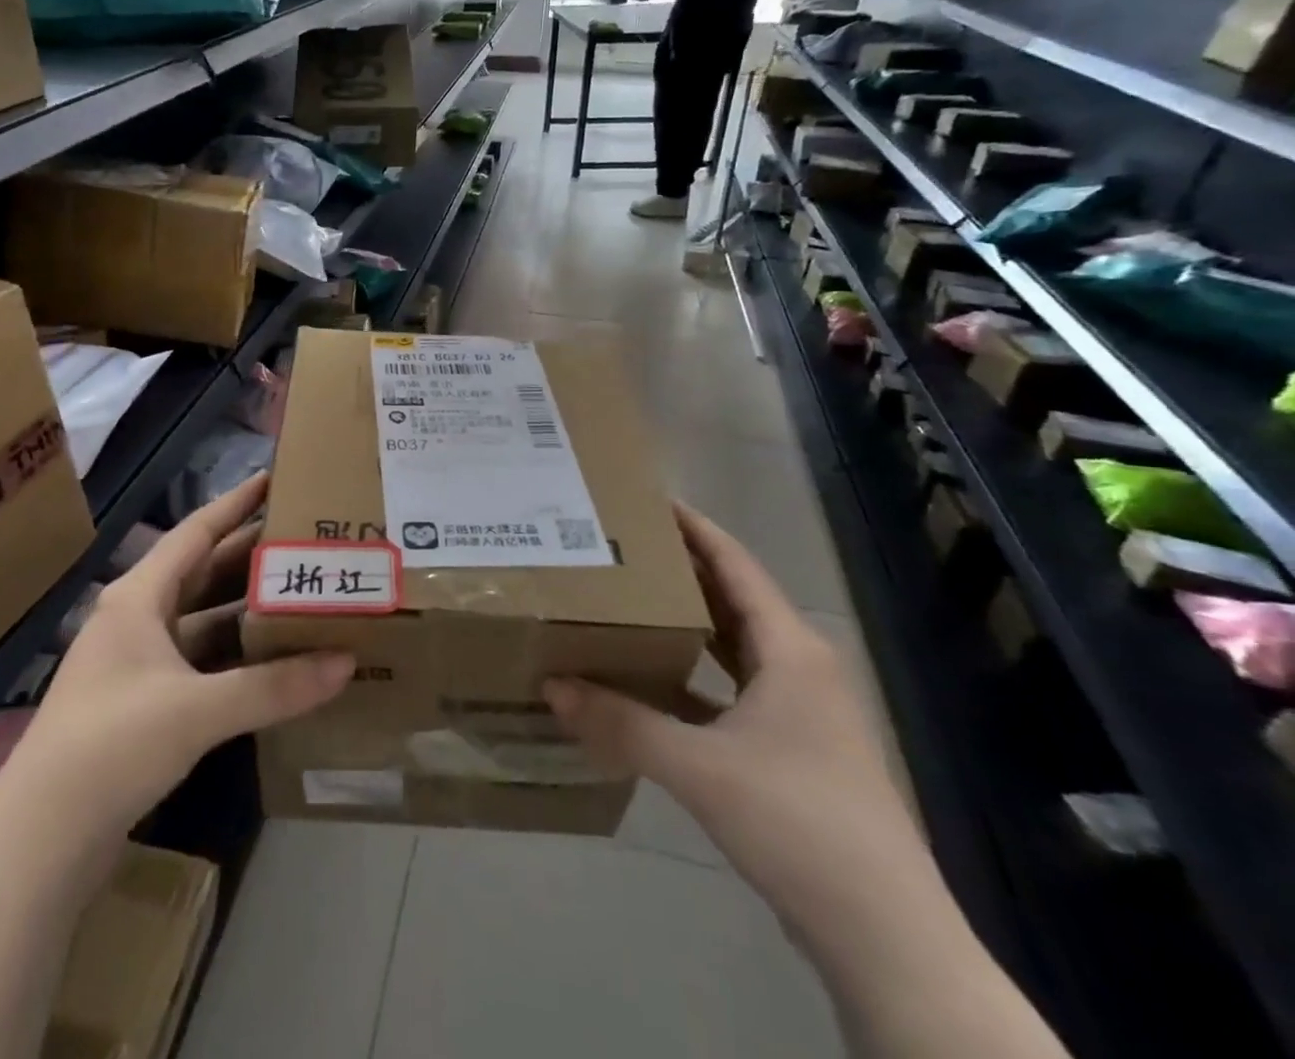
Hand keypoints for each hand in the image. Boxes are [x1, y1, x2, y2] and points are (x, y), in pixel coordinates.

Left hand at [5, 474, 354, 833]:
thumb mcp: (197, 710)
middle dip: (249, 556)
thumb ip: (273, 686)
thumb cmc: (112, 745)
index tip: (273, 478)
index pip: (195, 533)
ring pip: (202, 621)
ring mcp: (137, 663)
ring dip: (245, 610)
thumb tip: (346, 662)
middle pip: (202, 573)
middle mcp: (136, 619)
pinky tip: (272, 661)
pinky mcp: (143, 704)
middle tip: (303, 538)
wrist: (40, 841)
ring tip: (300, 594)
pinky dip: (234, 657)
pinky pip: (200, 663)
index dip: (234, 504)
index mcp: (138, 597)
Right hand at [545, 504, 923, 930]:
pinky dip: (694, 676)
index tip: (647, 499)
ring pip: (734, 646)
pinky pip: (733, 689)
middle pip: (733, 599)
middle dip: (681, 570)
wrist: (886, 938)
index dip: (695, 529)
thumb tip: (551, 686)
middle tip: (622, 546)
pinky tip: (652, 681)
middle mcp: (800, 668)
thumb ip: (621, 723)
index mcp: (790, 650)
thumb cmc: (799, 823)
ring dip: (687, 623)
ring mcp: (801, 713)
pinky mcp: (793, 750)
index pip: (736, 565)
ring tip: (630, 600)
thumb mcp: (699, 768)